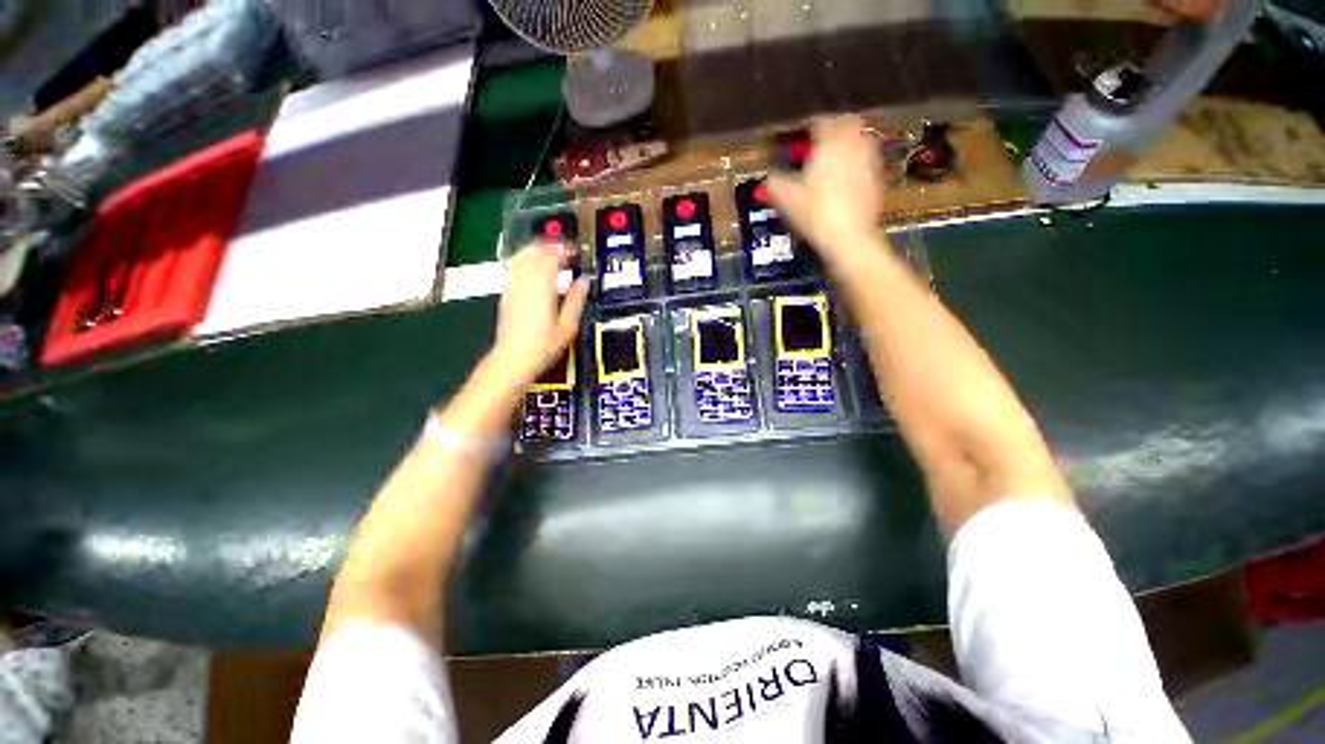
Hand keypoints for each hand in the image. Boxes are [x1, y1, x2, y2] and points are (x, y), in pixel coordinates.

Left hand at [488, 241, 589, 389]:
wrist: (513, 359)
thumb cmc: (543, 346)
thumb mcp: (567, 326)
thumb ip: (576, 301)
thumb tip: (584, 282)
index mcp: (543, 289)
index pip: (550, 257)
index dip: (562, 250)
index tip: (572, 251)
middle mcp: (525, 284)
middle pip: (532, 252)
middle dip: (547, 246)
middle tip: (560, 249)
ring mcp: (513, 288)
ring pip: (519, 257)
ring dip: (533, 251)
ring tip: (547, 253)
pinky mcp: (507, 295)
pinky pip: (513, 269)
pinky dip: (523, 262)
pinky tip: (532, 269)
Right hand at [767, 116, 884, 268]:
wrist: (848, 238)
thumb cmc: (814, 213)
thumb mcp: (785, 198)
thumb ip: (773, 183)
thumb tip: (766, 179)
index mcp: (830, 141)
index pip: (819, 121)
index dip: (806, 126)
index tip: (797, 135)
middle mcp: (854, 144)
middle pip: (846, 123)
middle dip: (832, 129)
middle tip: (818, 141)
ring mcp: (870, 161)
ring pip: (861, 140)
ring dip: (847, 144)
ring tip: (832, 158)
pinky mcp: (878, 180)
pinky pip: (867, 161)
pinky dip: (856, 163)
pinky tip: (845, 179)